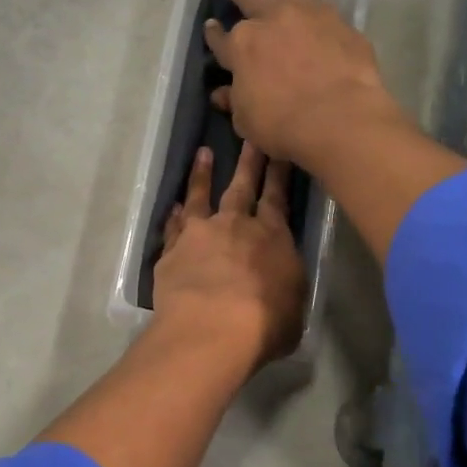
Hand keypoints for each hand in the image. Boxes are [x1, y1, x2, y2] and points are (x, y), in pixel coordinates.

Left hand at [154, 140, 306, 366]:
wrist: (211, 329)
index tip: (277, 148)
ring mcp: (200, 234)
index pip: (278, 197)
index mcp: (273, 237)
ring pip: (201, 197)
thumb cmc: (265, 323)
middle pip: (241, 187)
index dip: (278, 173)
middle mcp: (236, 225)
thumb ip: (286, 284)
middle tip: (247, 137)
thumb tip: (281, 279)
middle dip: (248, 161)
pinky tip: (174, 207)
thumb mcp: (294, 305)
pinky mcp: (172, 250)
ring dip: (202, 175)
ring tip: (203, 155)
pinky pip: (174, 226)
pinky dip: (175, 215)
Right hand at [203, 0, 406, 174]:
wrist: (339, 117)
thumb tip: (223, 93)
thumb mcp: (247, 120)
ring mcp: (306, 15)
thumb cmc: (283, 125)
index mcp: (241, 46)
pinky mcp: (338, 21)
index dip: (214, 34)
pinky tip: (313, 2)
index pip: (221, 38)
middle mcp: (270, 20)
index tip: (211, 26)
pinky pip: (321, 4)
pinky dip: (312, 1)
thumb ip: (235, 101)